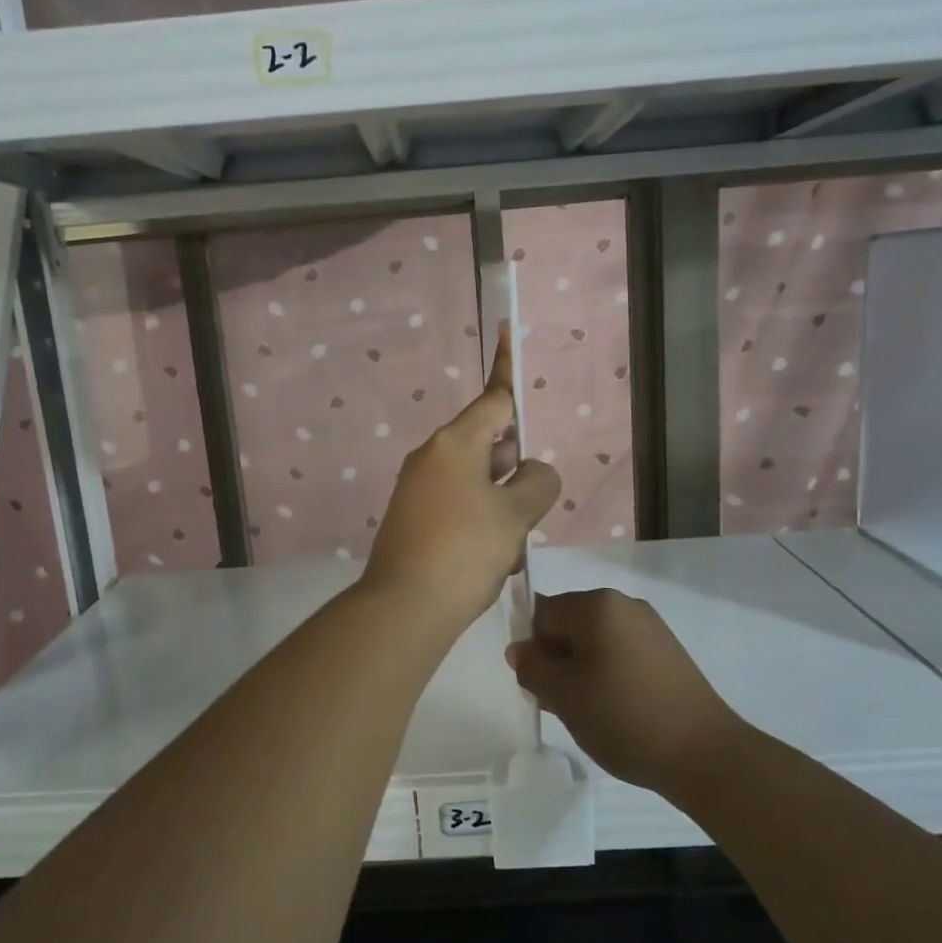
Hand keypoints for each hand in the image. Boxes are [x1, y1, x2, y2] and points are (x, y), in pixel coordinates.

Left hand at [363, 324, 559, 628]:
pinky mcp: (413, 520)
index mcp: (455, 444)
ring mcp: (417, 490)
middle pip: (487, 444)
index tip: (509, 335)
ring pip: (476, 482)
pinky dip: (480, 524)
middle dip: (515, 469)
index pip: (493, 400)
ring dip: (501, 505)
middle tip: (532, 507)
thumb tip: (532, 472)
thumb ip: (536, 483)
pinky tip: (491, 560)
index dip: (509, 373)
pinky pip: (458, 507)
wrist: (405, 608)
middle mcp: (431, 458)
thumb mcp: (515, 515)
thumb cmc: (465, 549)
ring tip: (510, 546)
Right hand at [506, 589, 739, 792]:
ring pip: (594, 642)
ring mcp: (651, 628)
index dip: (532, 648)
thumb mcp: (563, 694)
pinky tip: (612, 711)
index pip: (543, 612)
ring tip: (586, 713)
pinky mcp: (667, 653)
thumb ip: (532, 667)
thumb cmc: (623, 716)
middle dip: (556, 660)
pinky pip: (620, 654)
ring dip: (580, 671)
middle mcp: (624, 605)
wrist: (704, 754)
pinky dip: (607, 676)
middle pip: (569, 625)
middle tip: (558, 703)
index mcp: (597, 604)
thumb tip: (520, 650)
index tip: (537, 685)